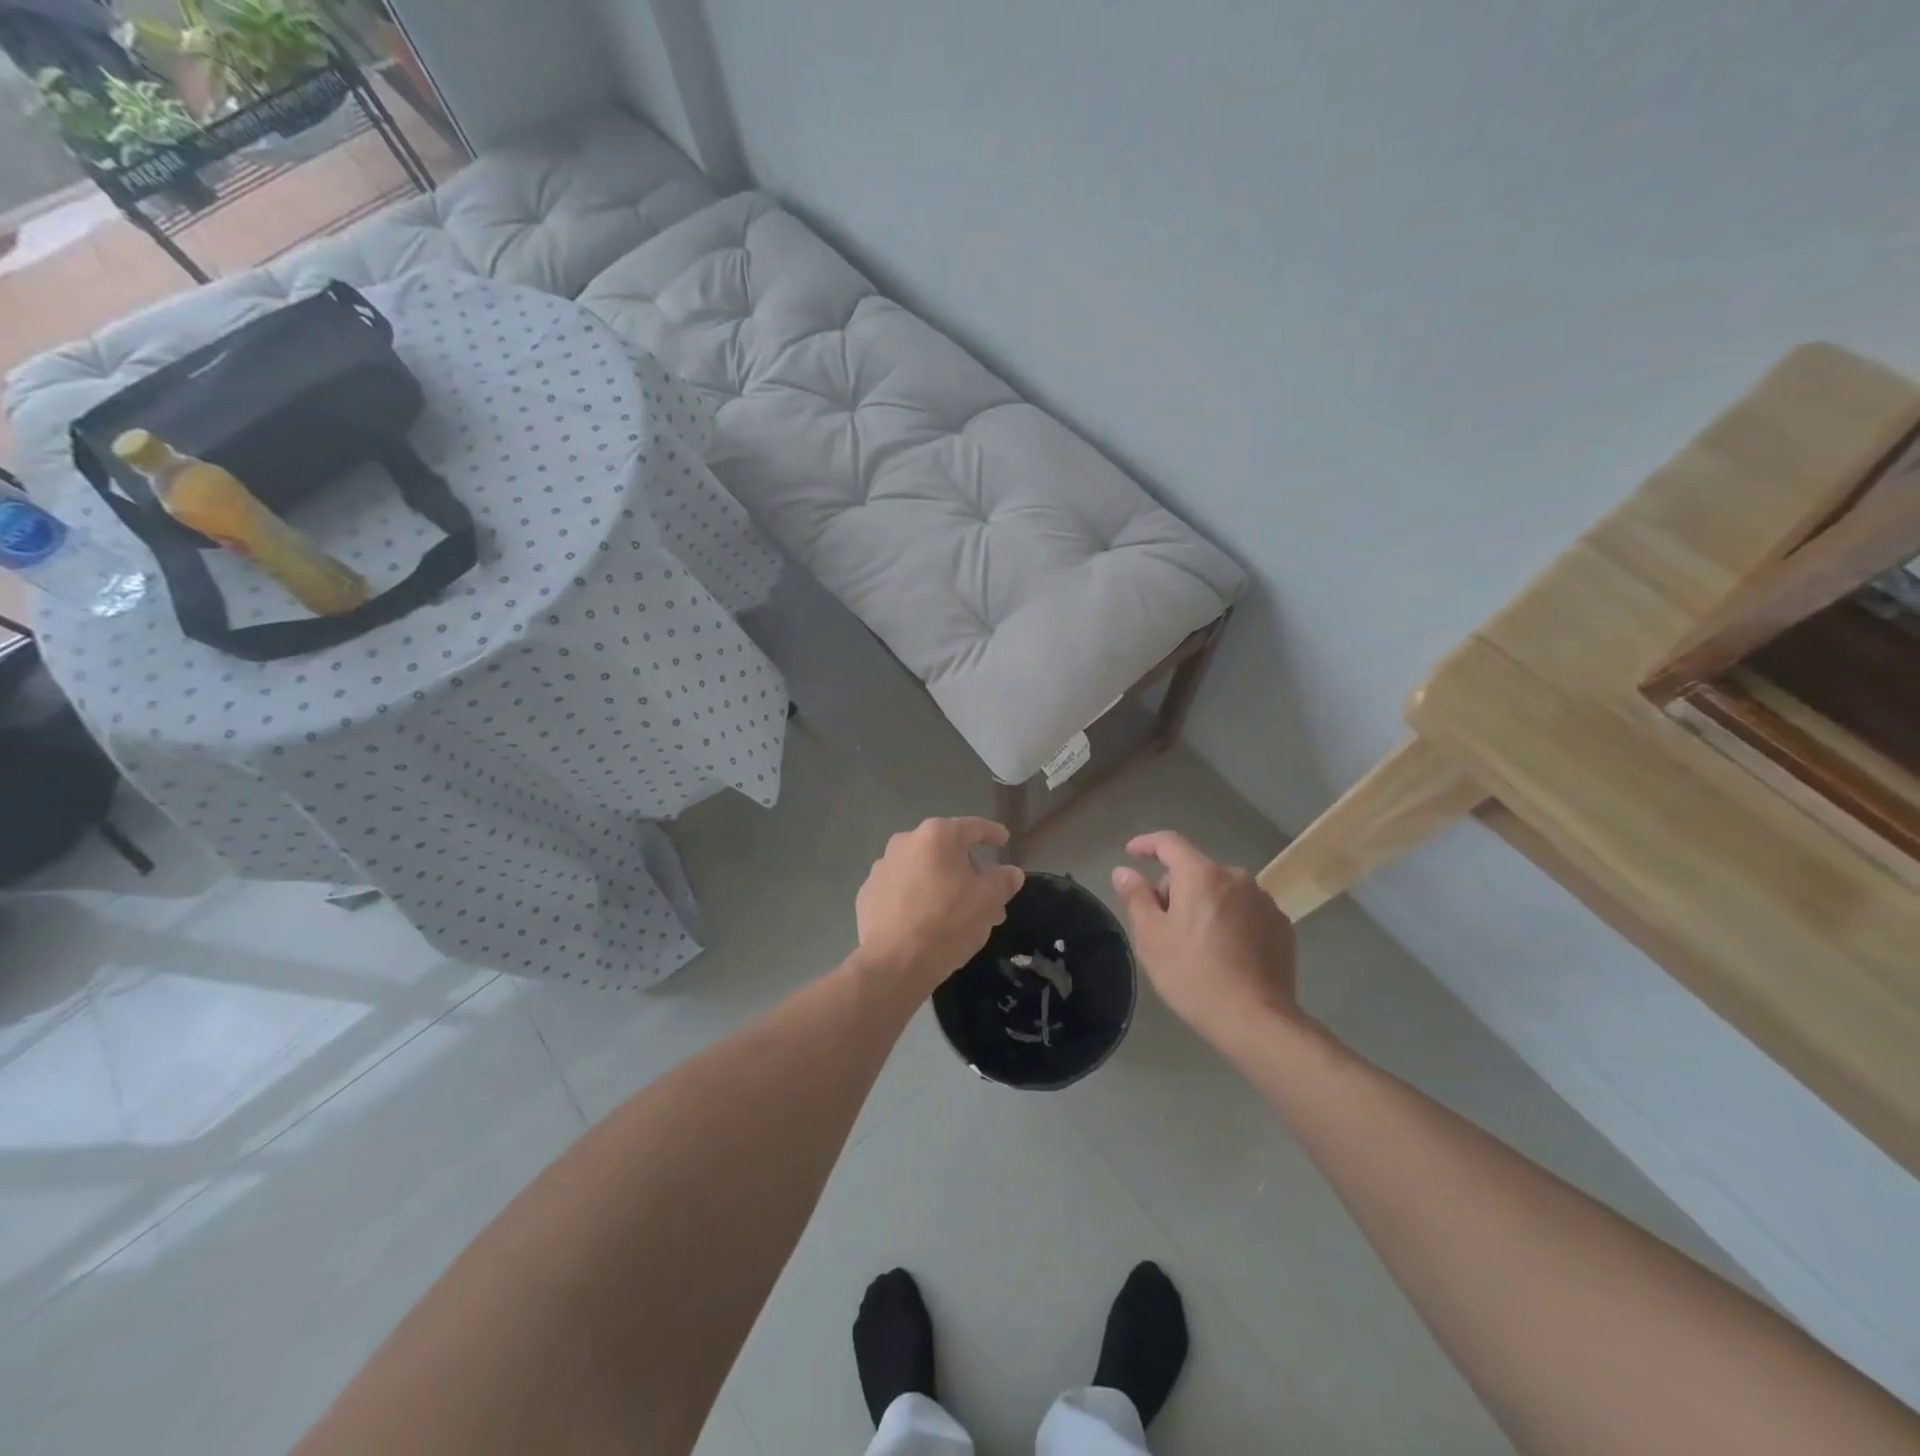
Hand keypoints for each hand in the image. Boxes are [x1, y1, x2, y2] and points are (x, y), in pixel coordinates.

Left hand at [856, 818, 1024, 989]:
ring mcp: (882, 867)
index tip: (1003, 839)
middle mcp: (905, 842)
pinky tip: (925, 921)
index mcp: (937, 836)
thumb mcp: (988, 901)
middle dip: (967, 870)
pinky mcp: (868, 893)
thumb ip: (1003, 881)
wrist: (894, 962)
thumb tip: (1011, 873)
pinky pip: (901, 889)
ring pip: (922, 870)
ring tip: (956, 914)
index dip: (992, 833)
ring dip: (940, 884)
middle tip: (985, 896)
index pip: (972, 827)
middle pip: (945, 850)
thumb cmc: (948, 922)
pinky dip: (916, 898)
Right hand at [1112, 831, 1297, 1042]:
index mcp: (1201, 876)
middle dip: (1175, 889)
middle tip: (1162, 926)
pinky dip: (1229, 920)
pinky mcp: (1281, 926)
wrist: (1257, 1020)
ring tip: (1195, 944)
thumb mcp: (1151, 938)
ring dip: (1204, 904)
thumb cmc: (1194, 976)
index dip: (1146, 844)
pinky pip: (1245, 911)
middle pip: (1195, 871)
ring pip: (1221, 891)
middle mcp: (1236, 878)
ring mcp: (1264, 901)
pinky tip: (1225, 953)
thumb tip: (1124, 871)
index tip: (1131, 854)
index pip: (1169, 843)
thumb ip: (1136, 897)